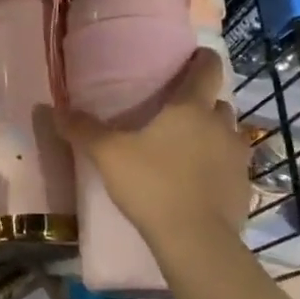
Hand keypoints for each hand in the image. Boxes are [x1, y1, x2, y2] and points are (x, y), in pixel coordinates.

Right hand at [54, 48, 248, 254]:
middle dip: (203, 103)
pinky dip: (219, 168)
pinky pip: (232, 168)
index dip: (202, 59)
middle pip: (218, 103)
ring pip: (229, 135)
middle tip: (178, 112)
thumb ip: (83, 130)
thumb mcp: (108, 155)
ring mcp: (238, 159)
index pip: (207, 69)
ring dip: (214, 135)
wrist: (195, 241)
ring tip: (189, 147)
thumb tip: (55, 109)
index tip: (195, 56)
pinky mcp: (244, 190)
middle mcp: (221, 126)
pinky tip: (199, 183)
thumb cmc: (153, 184)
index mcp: (191, 108)